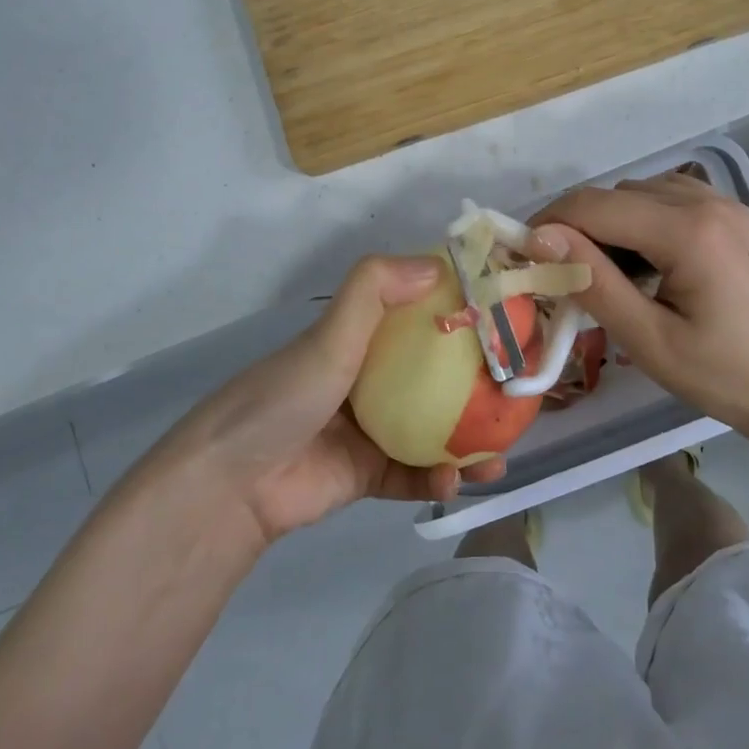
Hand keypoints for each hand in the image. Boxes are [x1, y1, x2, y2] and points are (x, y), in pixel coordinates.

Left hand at [154, 256, 507, 548]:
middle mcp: (367, 380)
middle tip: (516, 391)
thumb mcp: (329, 334)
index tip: (502, 319)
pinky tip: (459, 481)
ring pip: (431, 430)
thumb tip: (438, 265)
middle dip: (475, 384)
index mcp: (358, 340)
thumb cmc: (285, 395)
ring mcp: (369, 431)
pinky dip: (437, 479)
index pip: (417, 317)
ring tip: (502, 447)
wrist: (232, 483)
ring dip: (467, 439)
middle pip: (433, 376)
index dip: (458, 315)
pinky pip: (412, 475)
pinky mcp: (366, 475)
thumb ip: (374, 290)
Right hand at [532, 175, 748, 456]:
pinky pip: (672, 198)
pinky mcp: (737, 216)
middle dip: (578, 225)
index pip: (594, 206)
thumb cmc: (727, 378)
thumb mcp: (650, 341)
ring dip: (611, 221)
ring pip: (641, 191)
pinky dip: (644, 218)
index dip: (549, 224)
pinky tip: (646, 259)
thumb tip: (540, 238)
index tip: (523, 255)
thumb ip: (593, 282)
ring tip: (605, 269)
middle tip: (562, 273)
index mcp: (688, 232)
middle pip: (616, 194)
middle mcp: (707, 202)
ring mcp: (727, 205)